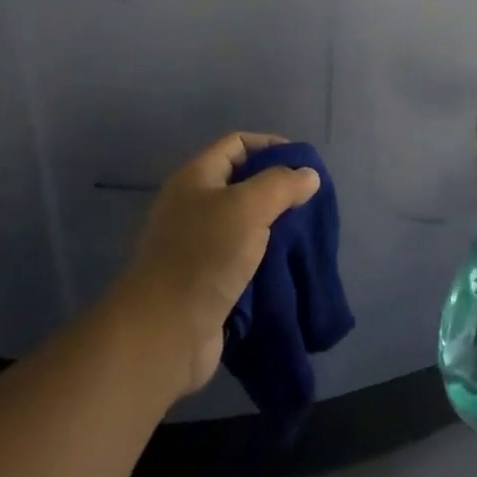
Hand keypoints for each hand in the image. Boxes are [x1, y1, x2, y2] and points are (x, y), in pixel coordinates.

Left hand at [114, 133, 320, 397]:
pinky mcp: (204, 278)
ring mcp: (197, 243)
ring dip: (274, 227)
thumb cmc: (205, 256)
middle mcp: (193, 204)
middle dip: (277, 190)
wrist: (166, 331)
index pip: (237, 144)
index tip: (305, 166)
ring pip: (244, 223)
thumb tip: (309, 175)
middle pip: (242, 183)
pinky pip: (241, 257)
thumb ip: (281, 185)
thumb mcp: (248, 207)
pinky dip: (264, 258)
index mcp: (196, 177)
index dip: (271, 146)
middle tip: (310, 203)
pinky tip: (288, 265)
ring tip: (306, 235)